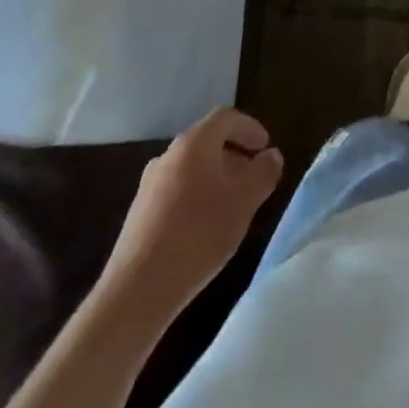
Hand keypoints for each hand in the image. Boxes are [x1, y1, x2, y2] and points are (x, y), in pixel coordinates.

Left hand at [101, 109, 283, 319]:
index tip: (265, 148)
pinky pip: (175, 192)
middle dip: (234, 156)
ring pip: (191, 169)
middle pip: (207, 142)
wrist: (138, 290)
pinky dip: (196, 198)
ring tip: (232, 206)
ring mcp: (148, 186)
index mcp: (194, 143)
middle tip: (252, 178)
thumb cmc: (199, 233)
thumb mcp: (245, 200)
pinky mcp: (138, 215)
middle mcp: (168, 156)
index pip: (226, 118)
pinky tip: (204, 229)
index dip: (250, 127)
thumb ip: (264, 172)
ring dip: (215, 179)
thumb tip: (271, 156)